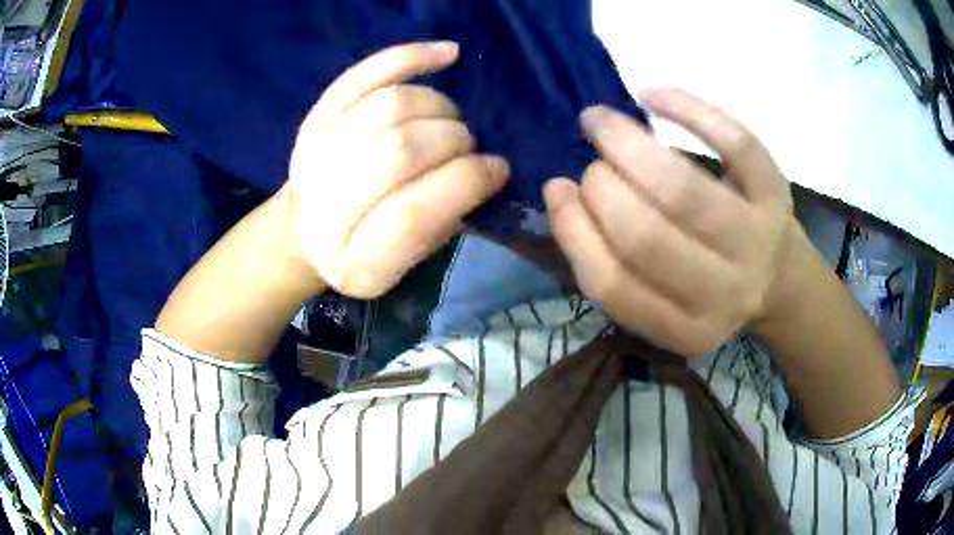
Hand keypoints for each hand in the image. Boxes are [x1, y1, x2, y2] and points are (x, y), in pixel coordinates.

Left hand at [282, 42, 509, 298]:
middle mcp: (325, 210)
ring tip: (449, 121)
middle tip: (467, 145)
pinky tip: (448, 55)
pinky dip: (411, 57)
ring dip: (438, 107)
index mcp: (356, 264)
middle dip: (453, 141)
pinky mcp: (316, 116)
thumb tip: (485, 167)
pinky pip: (366, 73)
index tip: (496, 168)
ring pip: (389, 106)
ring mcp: (314, 156)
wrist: (307, 230)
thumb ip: (446, 218)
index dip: (464, 182)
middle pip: (400, 151)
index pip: (412, 215)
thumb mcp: (411, 259)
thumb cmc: (369, 247)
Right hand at [544, 89, 793, 354]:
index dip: (575, 230)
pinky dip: (687, 109)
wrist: (777, 275)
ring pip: (682, 189)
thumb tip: (561, 194)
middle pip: (647, 236)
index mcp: (685, 329)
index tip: (558, 189)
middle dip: (602, 188)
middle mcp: (724, 293)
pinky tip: (650, 95)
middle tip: (594, 164)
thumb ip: (613, 261)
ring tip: (603, 124)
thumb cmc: (706, 281)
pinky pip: (733, 142)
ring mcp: (756, 242)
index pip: (614, 284)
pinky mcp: (776, 194)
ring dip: (628, 145)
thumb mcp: (660, 297)